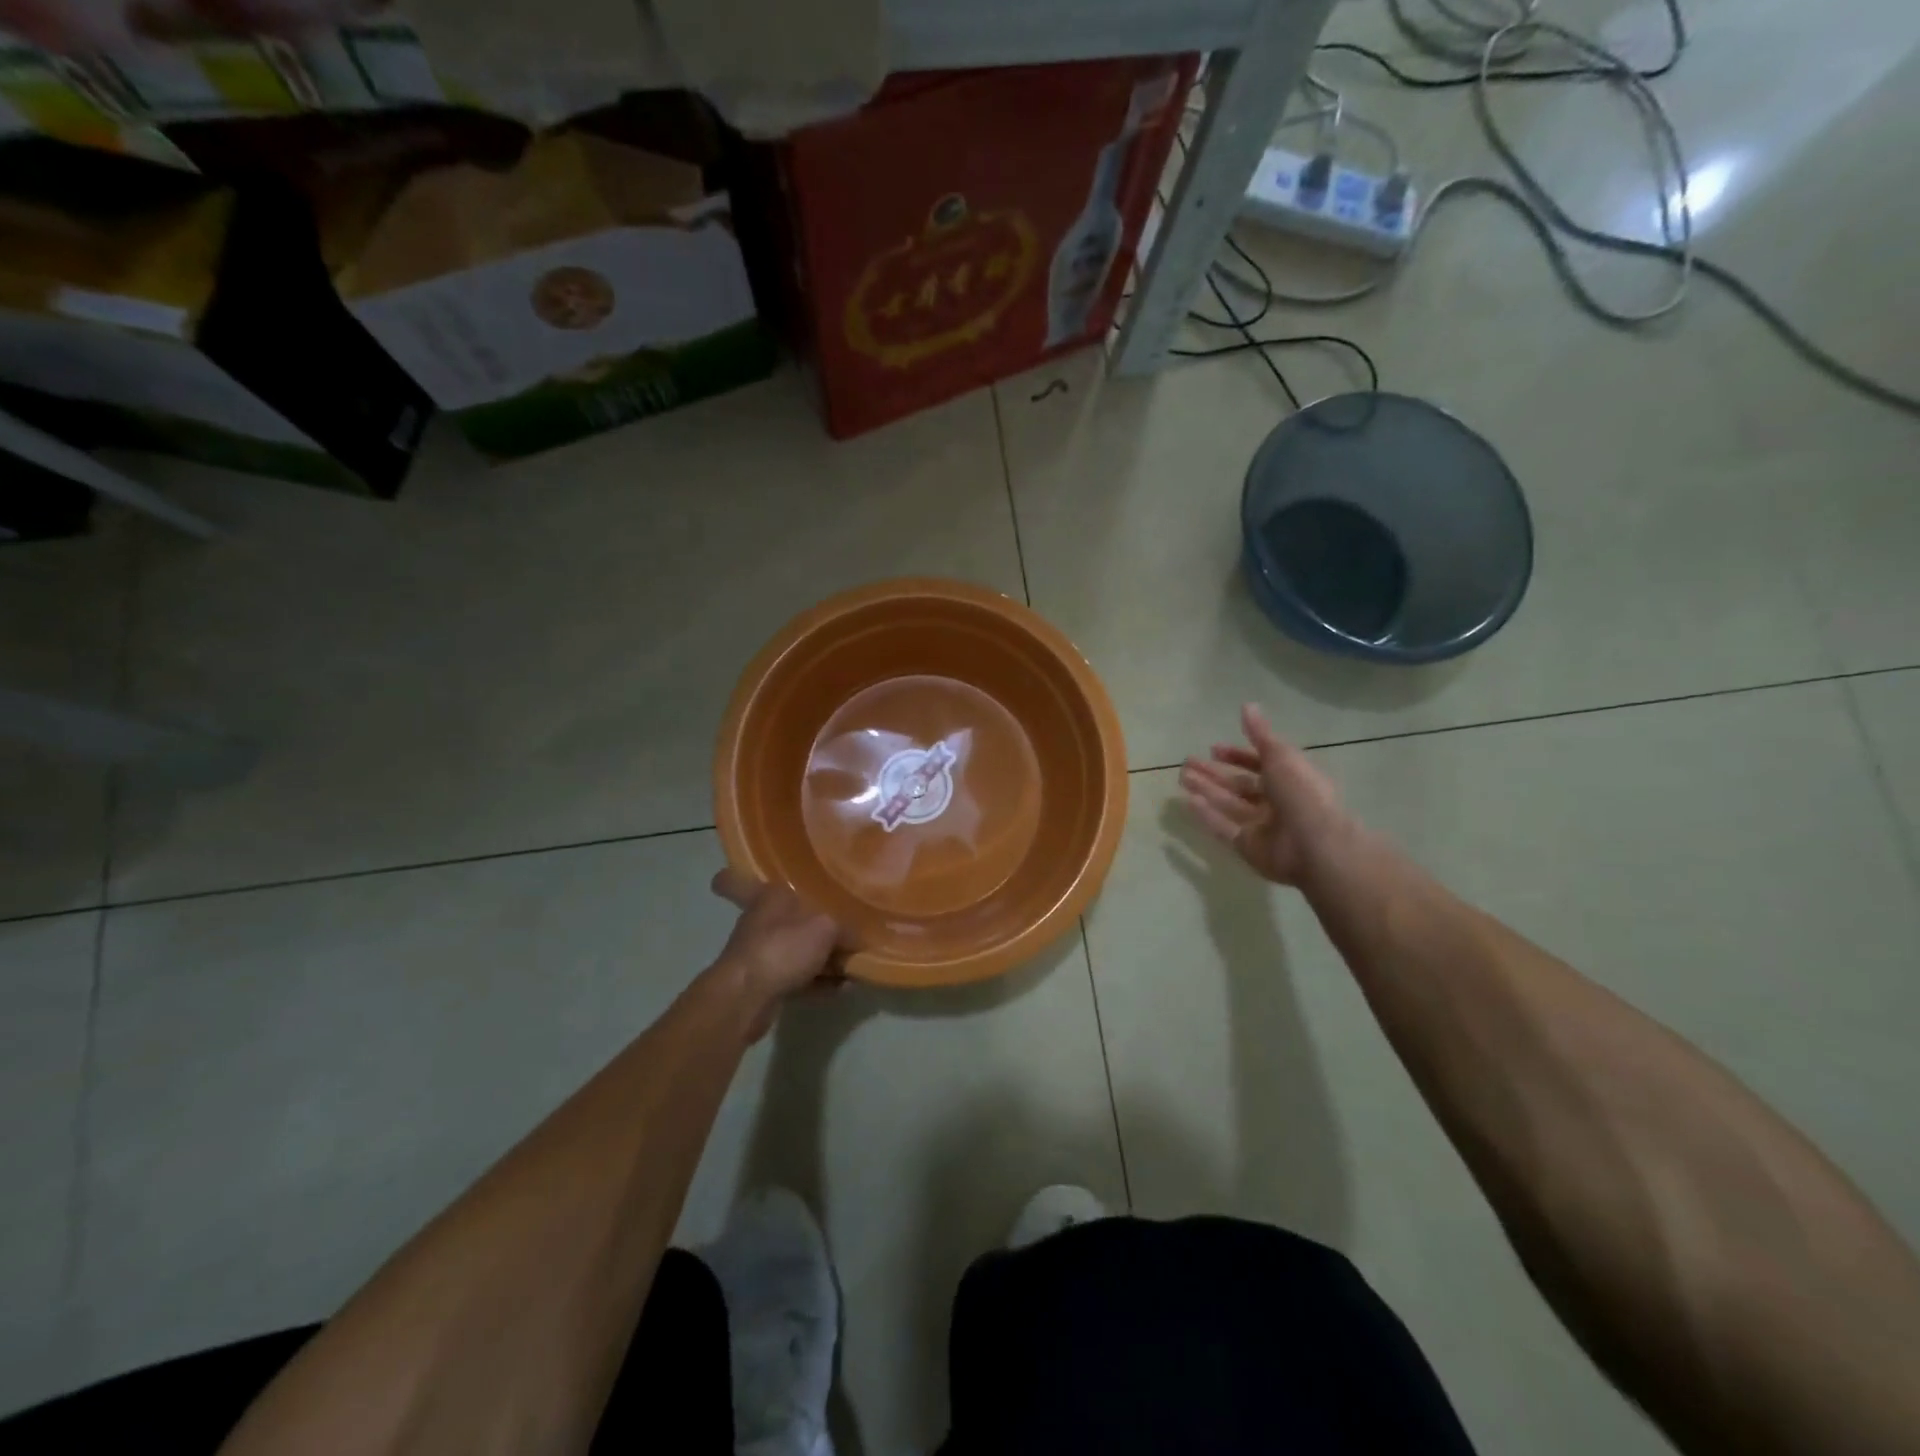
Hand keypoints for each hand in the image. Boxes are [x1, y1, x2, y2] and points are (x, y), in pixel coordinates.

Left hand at [709, 870, 844, 1039]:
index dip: (737, 877)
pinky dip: (818, 981)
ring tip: (852, 964)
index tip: (734, 874)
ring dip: (822, 958)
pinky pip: (798, 977)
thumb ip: (847, 929)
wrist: (746, 998)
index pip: (740, 880)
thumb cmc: (783, 948)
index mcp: (769, 896)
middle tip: (845, 927)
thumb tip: (859, 939)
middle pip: (789, 917)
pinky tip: (842, 987)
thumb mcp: (826, 929)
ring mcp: (761, 954)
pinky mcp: (765, 984)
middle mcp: (761, 922)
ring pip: (796, 949)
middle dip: (815, 924)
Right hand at [1180, 704, 1354, 887]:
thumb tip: (1247, 705)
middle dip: (1214, 773)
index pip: (1260, 764)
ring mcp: (1261, 825)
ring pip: (1228, 804)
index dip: (1237, 755)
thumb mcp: (1281, 755)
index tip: (1213, 749)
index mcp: (1290, 778)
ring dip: (1206, 790)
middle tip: (1187, 763)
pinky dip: (1207, 815)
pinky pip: (1223, 828)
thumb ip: (1260, 733)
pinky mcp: (1248, 846)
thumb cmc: (1301, 793)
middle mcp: (1276, 801)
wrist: (1314, 844)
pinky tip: (1188, 802)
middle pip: (1240, 785)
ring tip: (1181, 778)